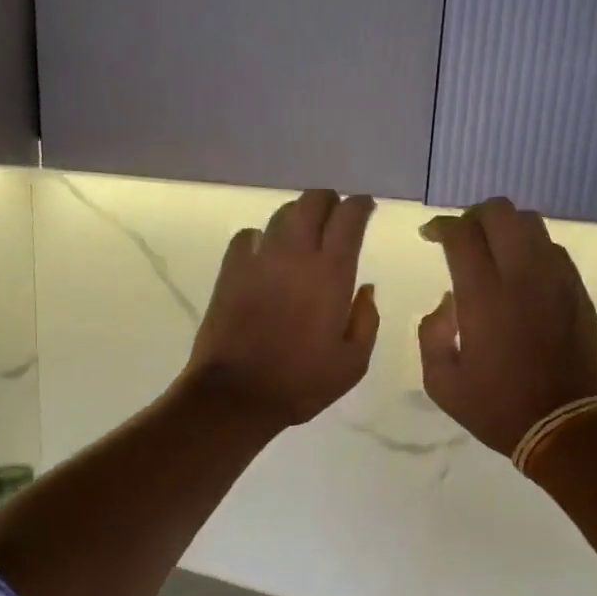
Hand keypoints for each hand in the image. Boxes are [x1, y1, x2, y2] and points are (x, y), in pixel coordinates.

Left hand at [181, 189, 379, 428]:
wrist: (237, 394)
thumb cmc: (302, 382)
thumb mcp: (353, 362)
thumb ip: (366, 320)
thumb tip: (365, 289)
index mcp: (331, 273)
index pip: (349, 217)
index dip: (360, 206)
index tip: (366, 208)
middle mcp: (295, 254)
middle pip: (313, 201)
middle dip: (329, 201)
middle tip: (336, 216)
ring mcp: (258, 258)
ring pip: (281, 214)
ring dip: (298, 216)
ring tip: (304, 233)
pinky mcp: (230, 270)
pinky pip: (248, 236)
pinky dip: (262, 237)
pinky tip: (266, 253)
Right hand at [417, 198, 596, 456]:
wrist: (564, 424)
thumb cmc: (497, 407)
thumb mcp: (441, 382)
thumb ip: (431, 334)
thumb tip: (447, 301)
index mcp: (484, 296)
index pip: (462, 234)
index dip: (441, 226)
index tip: (430, 235)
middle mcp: (522, 275)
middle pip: (500, 212)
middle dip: (473, 216)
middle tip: (461, 238)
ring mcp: (556, 279)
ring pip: (531, 223)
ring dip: (505, 228)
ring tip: (492, 251)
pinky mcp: (577, 290)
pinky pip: (553, 249)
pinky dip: (531, 248)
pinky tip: (521, 273)